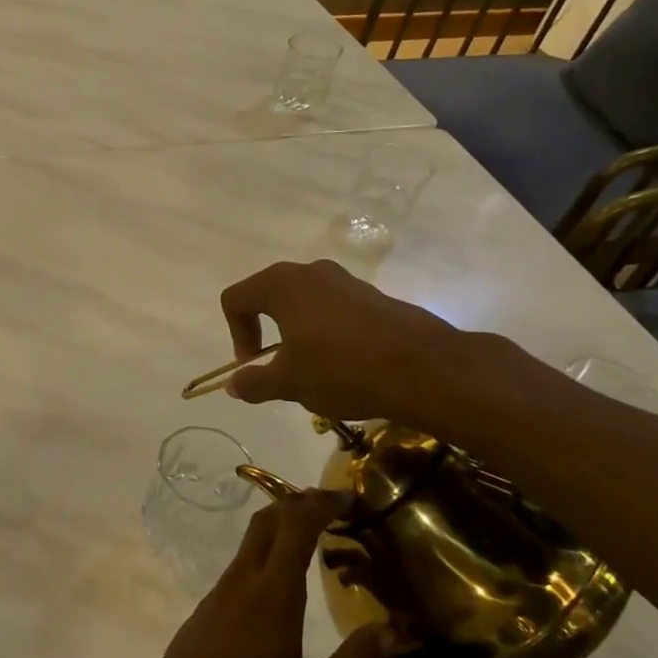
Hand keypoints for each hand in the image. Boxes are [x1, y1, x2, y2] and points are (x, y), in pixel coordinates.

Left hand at [115, 490, 389, 657]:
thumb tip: (389, 631)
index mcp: (272, 596)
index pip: (295, 528)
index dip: (319, 504)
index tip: (346, 495)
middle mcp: (240, 583)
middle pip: (265, 523)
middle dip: (296, 504)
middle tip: (329, 506)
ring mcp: (216, 595)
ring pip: (248, 545)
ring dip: (278, 529)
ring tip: (312, 540)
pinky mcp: (203, 612)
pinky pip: (237, 569)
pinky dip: (263, 557)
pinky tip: (279, 585)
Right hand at [219, 258, 475, 427]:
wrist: (424, 369)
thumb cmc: (341, 369)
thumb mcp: (289, 383)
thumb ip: (254, 382)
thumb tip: (232, 385)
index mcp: (281, 285)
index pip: (236, 298)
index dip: (235, 332)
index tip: (252, 363)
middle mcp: (311, 272)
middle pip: (269, 294)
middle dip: (263, 328)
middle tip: (274, 362)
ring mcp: (346, 281)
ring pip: (304, 301)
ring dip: (296, 330)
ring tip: (311, 366)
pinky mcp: (374, 295)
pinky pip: (334, 308)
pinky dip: (326, 330)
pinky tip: (344, 363)